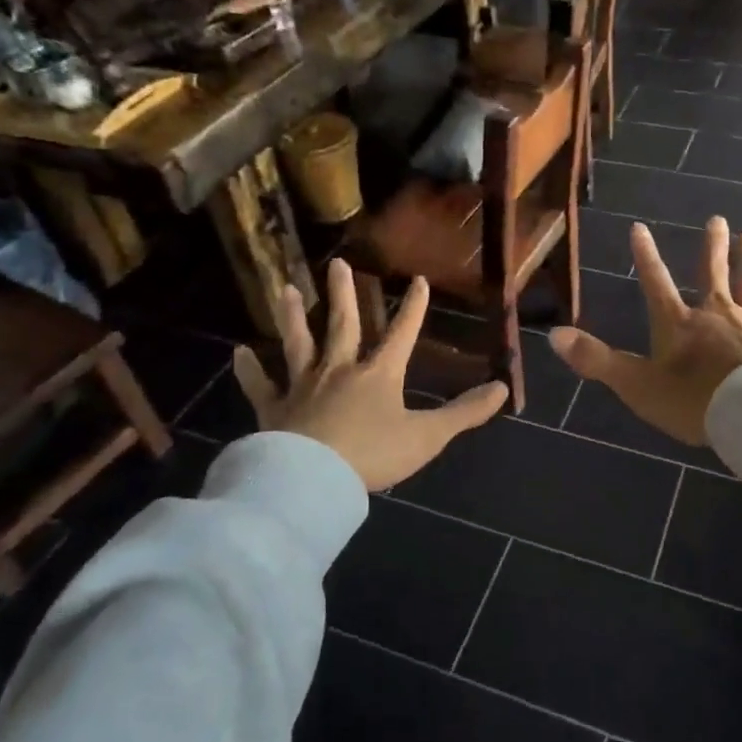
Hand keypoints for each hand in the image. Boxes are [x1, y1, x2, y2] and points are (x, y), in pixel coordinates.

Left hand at [233, 261, 508, 490]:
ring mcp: (303, 386)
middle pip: (342, 324)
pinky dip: (249, 370)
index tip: (417, 279)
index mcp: (379, 374)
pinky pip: (260, 385)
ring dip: (292, 316)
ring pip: (298, 343)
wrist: (314, 478)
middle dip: (343, 294)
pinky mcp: (274, 409)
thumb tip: (503, 388)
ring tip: (284, 288)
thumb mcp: (428, 436)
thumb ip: (465, 412)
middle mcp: (340, 369)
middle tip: (336, 263)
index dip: (413, 307)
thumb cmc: (374, 454)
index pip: (402, 333)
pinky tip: (237, 353)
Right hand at [549, 217, 741, 446]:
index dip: (645, 257)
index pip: (656, 284)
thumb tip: (553, 335)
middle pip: (712, 273)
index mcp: (679, 325)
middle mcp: (716, 314)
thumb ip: (597, 361)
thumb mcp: (637, 385)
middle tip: (717, 220)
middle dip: (712, 248)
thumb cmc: (694, 403)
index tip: (639, 227)